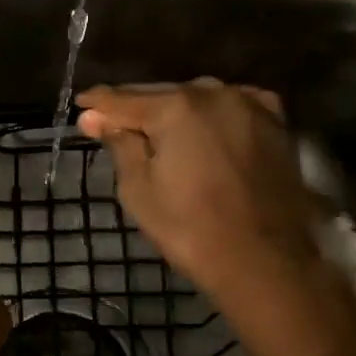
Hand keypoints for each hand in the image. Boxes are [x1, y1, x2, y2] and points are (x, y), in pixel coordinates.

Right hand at [76, 79, 321, 301]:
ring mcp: (248, 105)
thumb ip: (119, 143)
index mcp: (175, 107)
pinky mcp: (275, 123)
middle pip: (160, 94)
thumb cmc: (190, 229)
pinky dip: (213, 111)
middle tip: (109, 120)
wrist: (265, 262)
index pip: (123, 99)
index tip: (80, 106)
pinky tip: (205, 123)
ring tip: (154, 126)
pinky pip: (233, 105)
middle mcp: (212, 93)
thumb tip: (94, 115)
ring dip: (173, 108)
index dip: (97, 104)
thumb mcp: (138, 188)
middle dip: (134, 107)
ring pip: (197, 97)